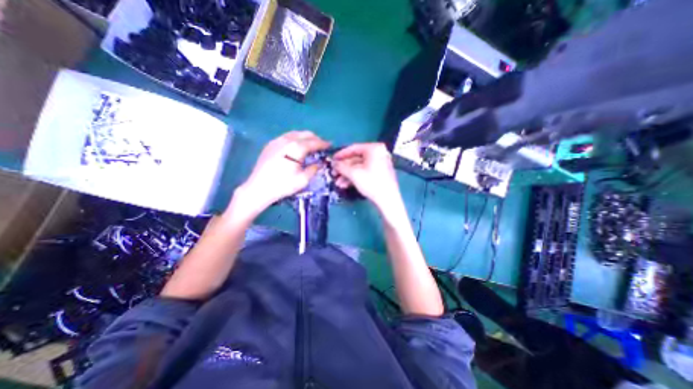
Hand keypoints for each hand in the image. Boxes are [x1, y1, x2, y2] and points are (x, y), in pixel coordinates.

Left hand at [234, 131, 327, 216]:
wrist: (258, 188)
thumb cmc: (283, 185)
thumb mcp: (303, 180)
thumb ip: (313, 169)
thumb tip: (319, 163)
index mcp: (297, 148)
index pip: (314, 142)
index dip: (323, 143)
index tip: (330, 145)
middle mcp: (287, 140)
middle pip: (305, 134)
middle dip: (315, 138)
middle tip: (322, 146)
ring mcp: (277, 141)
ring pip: (295, 133)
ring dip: (305, 137)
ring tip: (311, 145)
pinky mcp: (270, 144)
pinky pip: (286, 136)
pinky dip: (295, 139)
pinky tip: (296, 147)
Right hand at [333, 142, 403, 215]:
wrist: (388, 200)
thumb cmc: (371, 183)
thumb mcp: (353, 174)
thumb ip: (341, 166)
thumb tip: (334, 163)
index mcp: (374, 148)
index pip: (354, 148)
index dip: (341, 154)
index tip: (332, 159)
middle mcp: (378, 153)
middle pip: (356, 159)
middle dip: (344, 168)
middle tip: (334, 174)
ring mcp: (380, 163)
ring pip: (359, 167)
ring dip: (347, 175)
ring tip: (338, 183)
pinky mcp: (380, 173)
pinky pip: (365, 172)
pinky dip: (355, 177)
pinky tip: (345, 185)